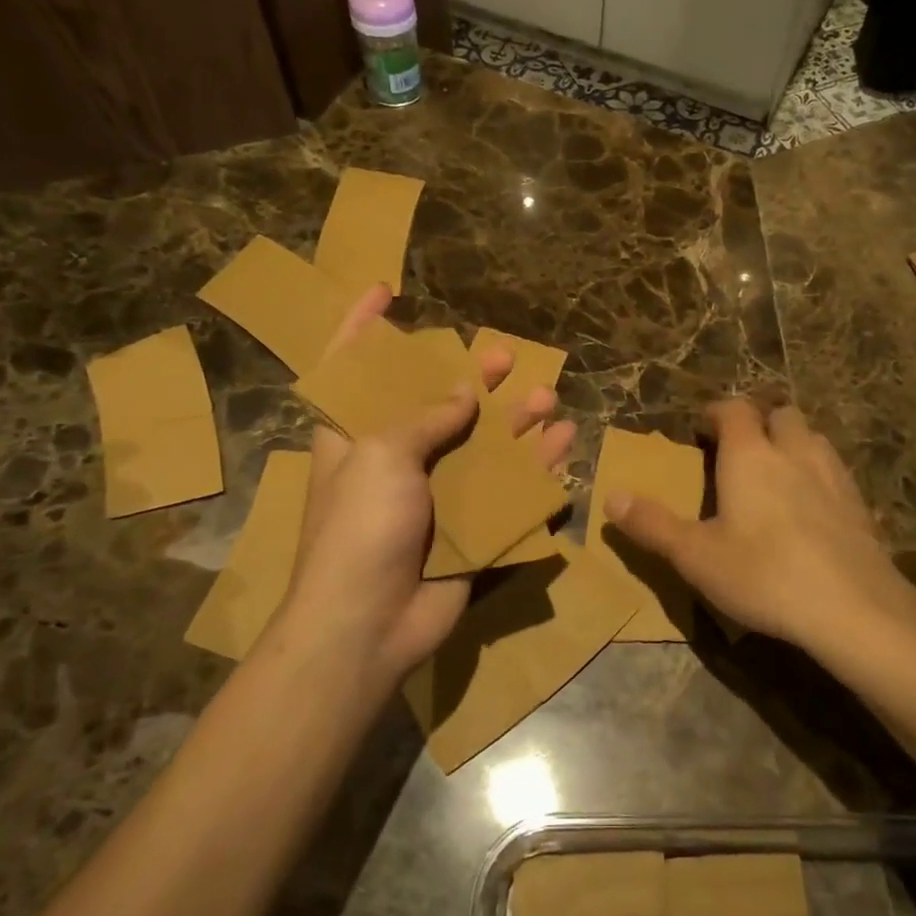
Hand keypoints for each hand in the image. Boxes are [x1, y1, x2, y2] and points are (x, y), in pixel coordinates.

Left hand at [251, 285, 575, 692]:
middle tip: (504, 356)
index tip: (385, 290)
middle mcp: (395, 460)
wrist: (368, 625)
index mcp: (355, 436)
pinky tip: (563, 447)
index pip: (352, 367)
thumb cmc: (360, 527)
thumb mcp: (382, 456)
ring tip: (545, 399)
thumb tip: (465, 395)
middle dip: (470, 378)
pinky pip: (507, 491)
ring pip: (481, 447)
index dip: (364, 326)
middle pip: (435, 404)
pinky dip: (535, 470)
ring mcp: (434, 496)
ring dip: (513, 423)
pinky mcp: (467, 528)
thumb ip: (426, 419)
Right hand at [605, 398, 915, 655]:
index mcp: (750, 455)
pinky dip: (817, 471)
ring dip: (791, 441)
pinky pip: (834, 469)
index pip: (734, 410)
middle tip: (739, 447)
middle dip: (758, 420)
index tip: (701, 428)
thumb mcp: (696, 556)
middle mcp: (793, 452)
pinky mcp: (859, 502)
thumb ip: (653, 524)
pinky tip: (811, 504)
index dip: (716, 412)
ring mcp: (832, 474)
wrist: (853, 607)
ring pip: (811, 437)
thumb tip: (611, 497)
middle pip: (779, 413)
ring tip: (775, 470)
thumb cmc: (764, 575)